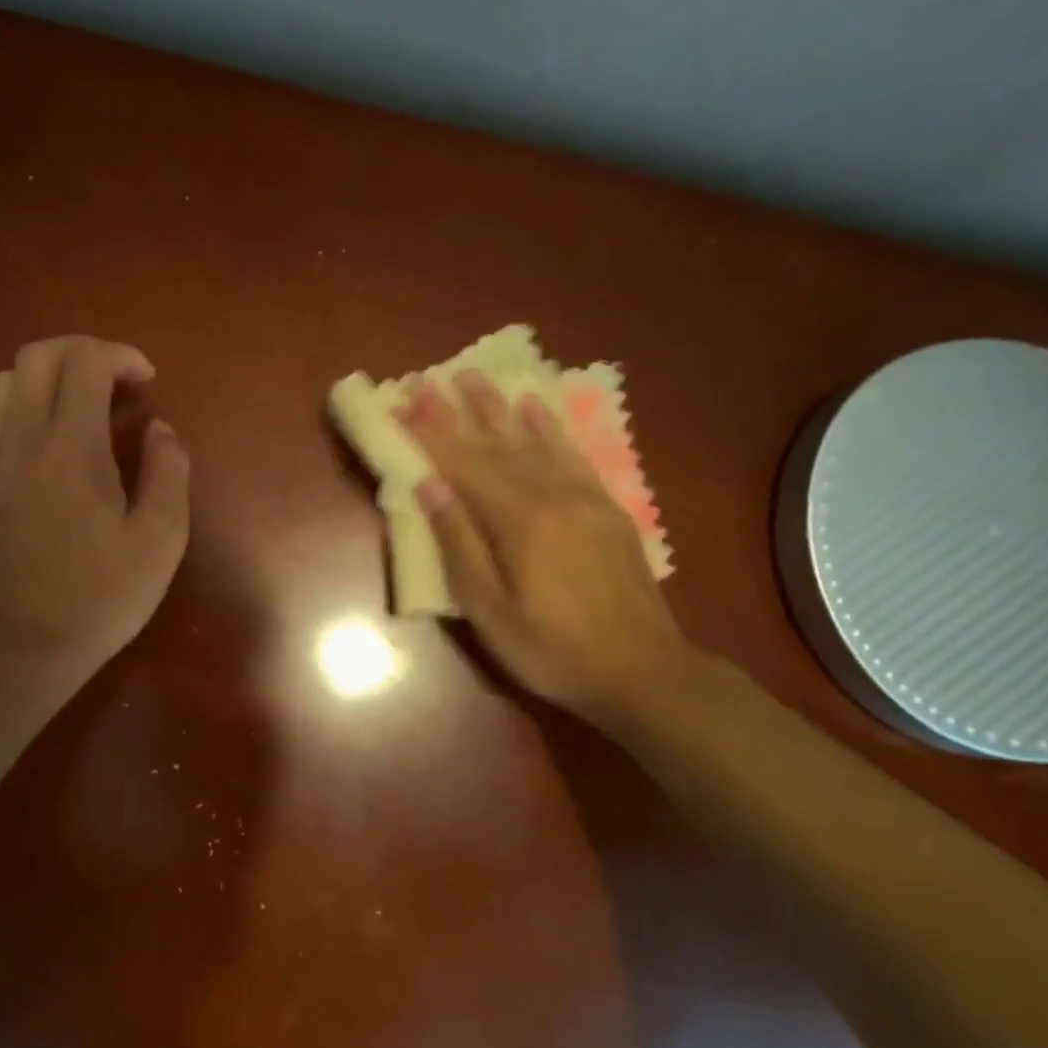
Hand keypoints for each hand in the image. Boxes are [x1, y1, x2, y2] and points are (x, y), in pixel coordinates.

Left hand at [0, 337, 189, 679]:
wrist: (26, 645)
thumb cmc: (102, 596)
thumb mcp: (161, 540)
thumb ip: (168, 473)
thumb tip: (160, 430)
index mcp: (73, 447)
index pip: (85, 363)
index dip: (120, 356)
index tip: (147, 381)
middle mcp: (23, 439)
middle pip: (37, 356)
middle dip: (81, 352)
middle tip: (115, 381)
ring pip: (3, 382)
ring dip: (45, 377)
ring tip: (78, 405)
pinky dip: (11, 411)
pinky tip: (36, 439)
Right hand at [399, 370, 689, 720]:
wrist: (642, 671)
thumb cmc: (552, 650)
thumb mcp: (490, 611)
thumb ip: (461, 545)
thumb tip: (430, 487)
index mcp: (520, 522)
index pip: (464, 466)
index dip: (431, 434)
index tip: (405, 401)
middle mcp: (553, 496)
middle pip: (495, 446)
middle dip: (457, 412)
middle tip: (428, 379)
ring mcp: (585, 498)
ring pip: (533, 442)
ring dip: (499, 407)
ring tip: (473, 375)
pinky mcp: (606, 508)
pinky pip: (574, 455)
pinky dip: (550, 427)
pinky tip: (535, 406)